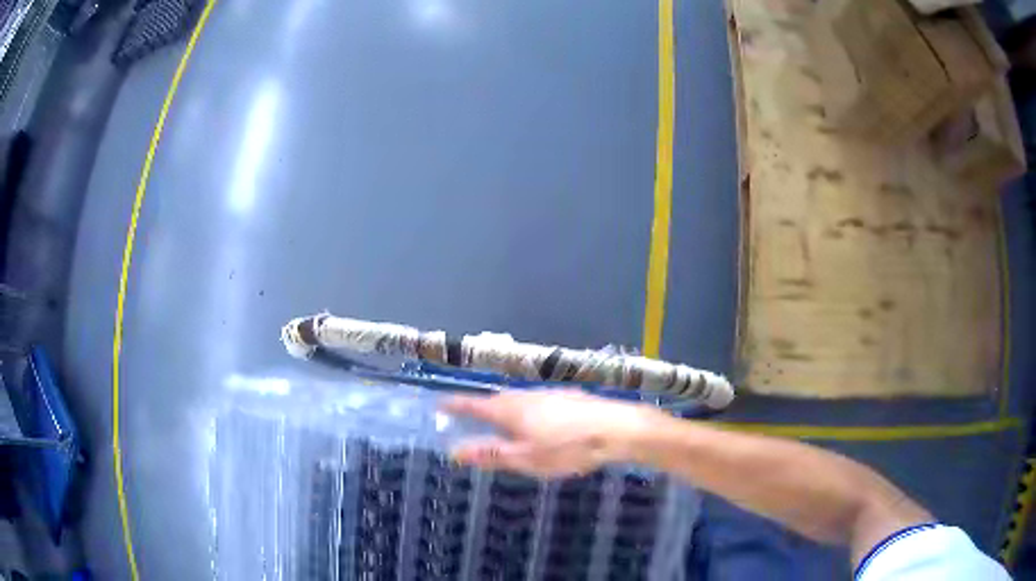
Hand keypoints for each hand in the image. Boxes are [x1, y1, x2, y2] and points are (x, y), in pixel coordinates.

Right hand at [442, 389, 657, 476]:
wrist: (618, 428)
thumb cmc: (568, 447)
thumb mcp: (526, 458)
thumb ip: (491, 454)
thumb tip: (454, 450)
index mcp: (510, 409)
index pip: (474, 405)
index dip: (456, 405)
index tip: (440, 404)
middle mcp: (526, 395)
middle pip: (496, 400)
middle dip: (481, 408)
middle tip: (468, 417)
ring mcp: (549, 394)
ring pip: (518, 401)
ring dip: (505, 409)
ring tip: (501, 423)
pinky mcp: (568, 397)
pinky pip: (537, 403)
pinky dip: (527, 412)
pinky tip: (539, 423)